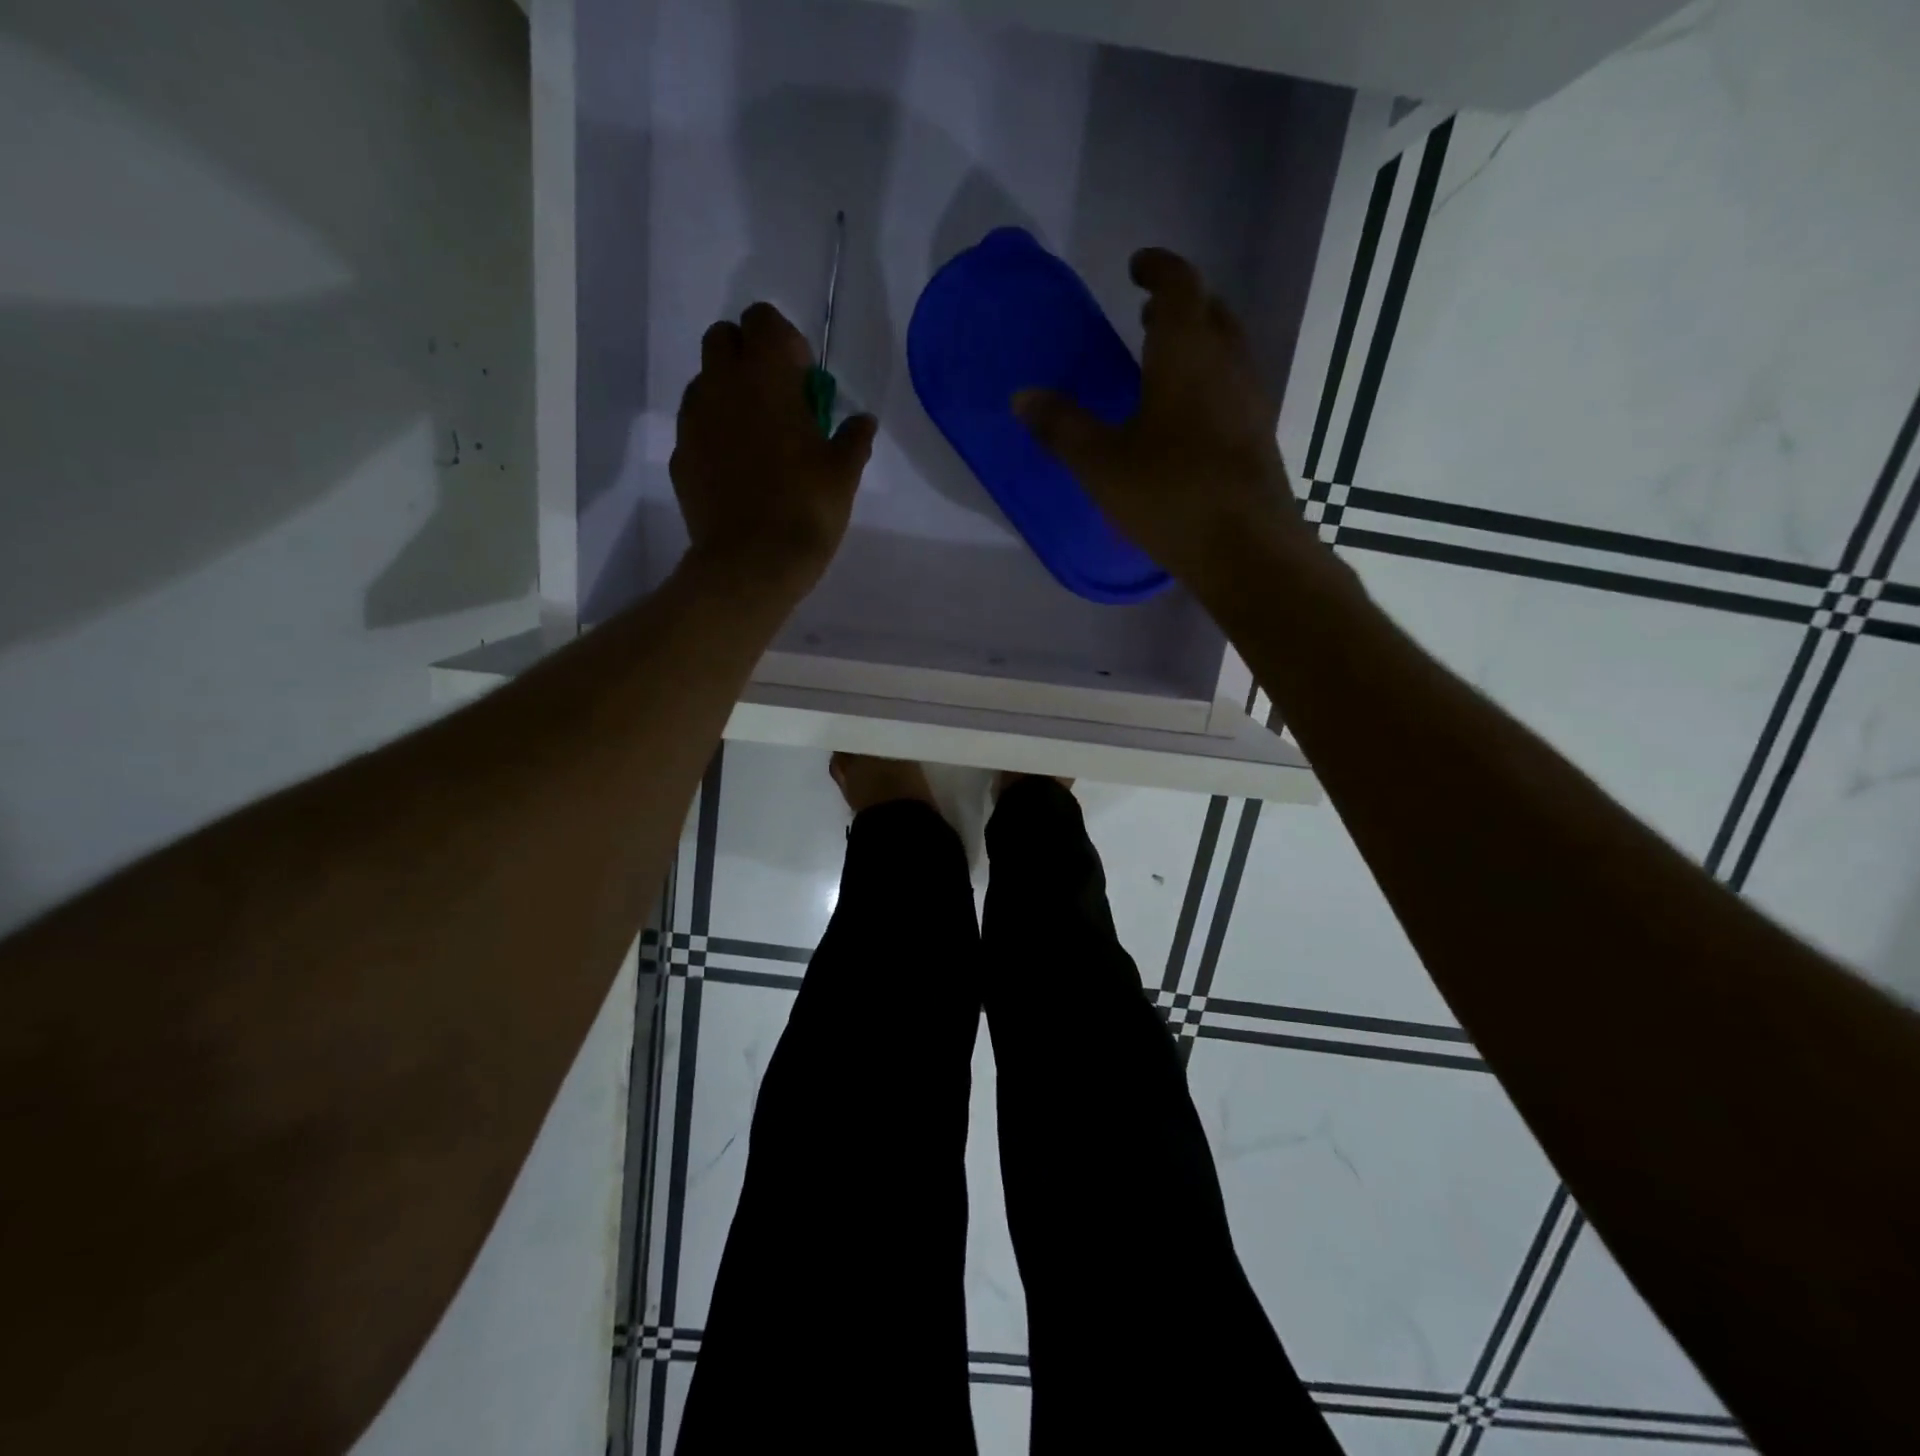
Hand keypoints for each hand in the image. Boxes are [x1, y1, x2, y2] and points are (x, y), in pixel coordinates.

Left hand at [672, 301, 877, 598]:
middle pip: (723, 339)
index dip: (785, 341)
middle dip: (750, 356)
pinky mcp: (681, 455)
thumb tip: (863, 420)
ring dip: (730, 394)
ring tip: (759, 439)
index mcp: (765, 377)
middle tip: (779, 400)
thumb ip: (853, 437)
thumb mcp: (843, 474)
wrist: (751, 564)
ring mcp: (693, 420)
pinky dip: (716, 432)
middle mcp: (721, 385)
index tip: (805, 380)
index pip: (763, 320)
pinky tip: (739, 470)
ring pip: (706, 382)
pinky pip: (697, 426)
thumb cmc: (805, 510)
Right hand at [1013, 248, 1308, 590]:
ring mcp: (1250, 400)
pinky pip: (1233, 387)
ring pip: (1227, 350)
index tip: (1137, 267)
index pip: (1179, 285)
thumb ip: (1062, 427)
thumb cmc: (1169, 494)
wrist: (1245, 548)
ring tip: (1162, 364)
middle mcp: (1227, 363)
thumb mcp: (1102, 464)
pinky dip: (1208, 381)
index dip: (1158, 268)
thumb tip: (1022, 396)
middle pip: (1210, 312)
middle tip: (1146, 317)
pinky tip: (1186, 418)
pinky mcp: (1258, 436)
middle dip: (1180, 305)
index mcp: (1187, 353)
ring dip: (1197, 343)